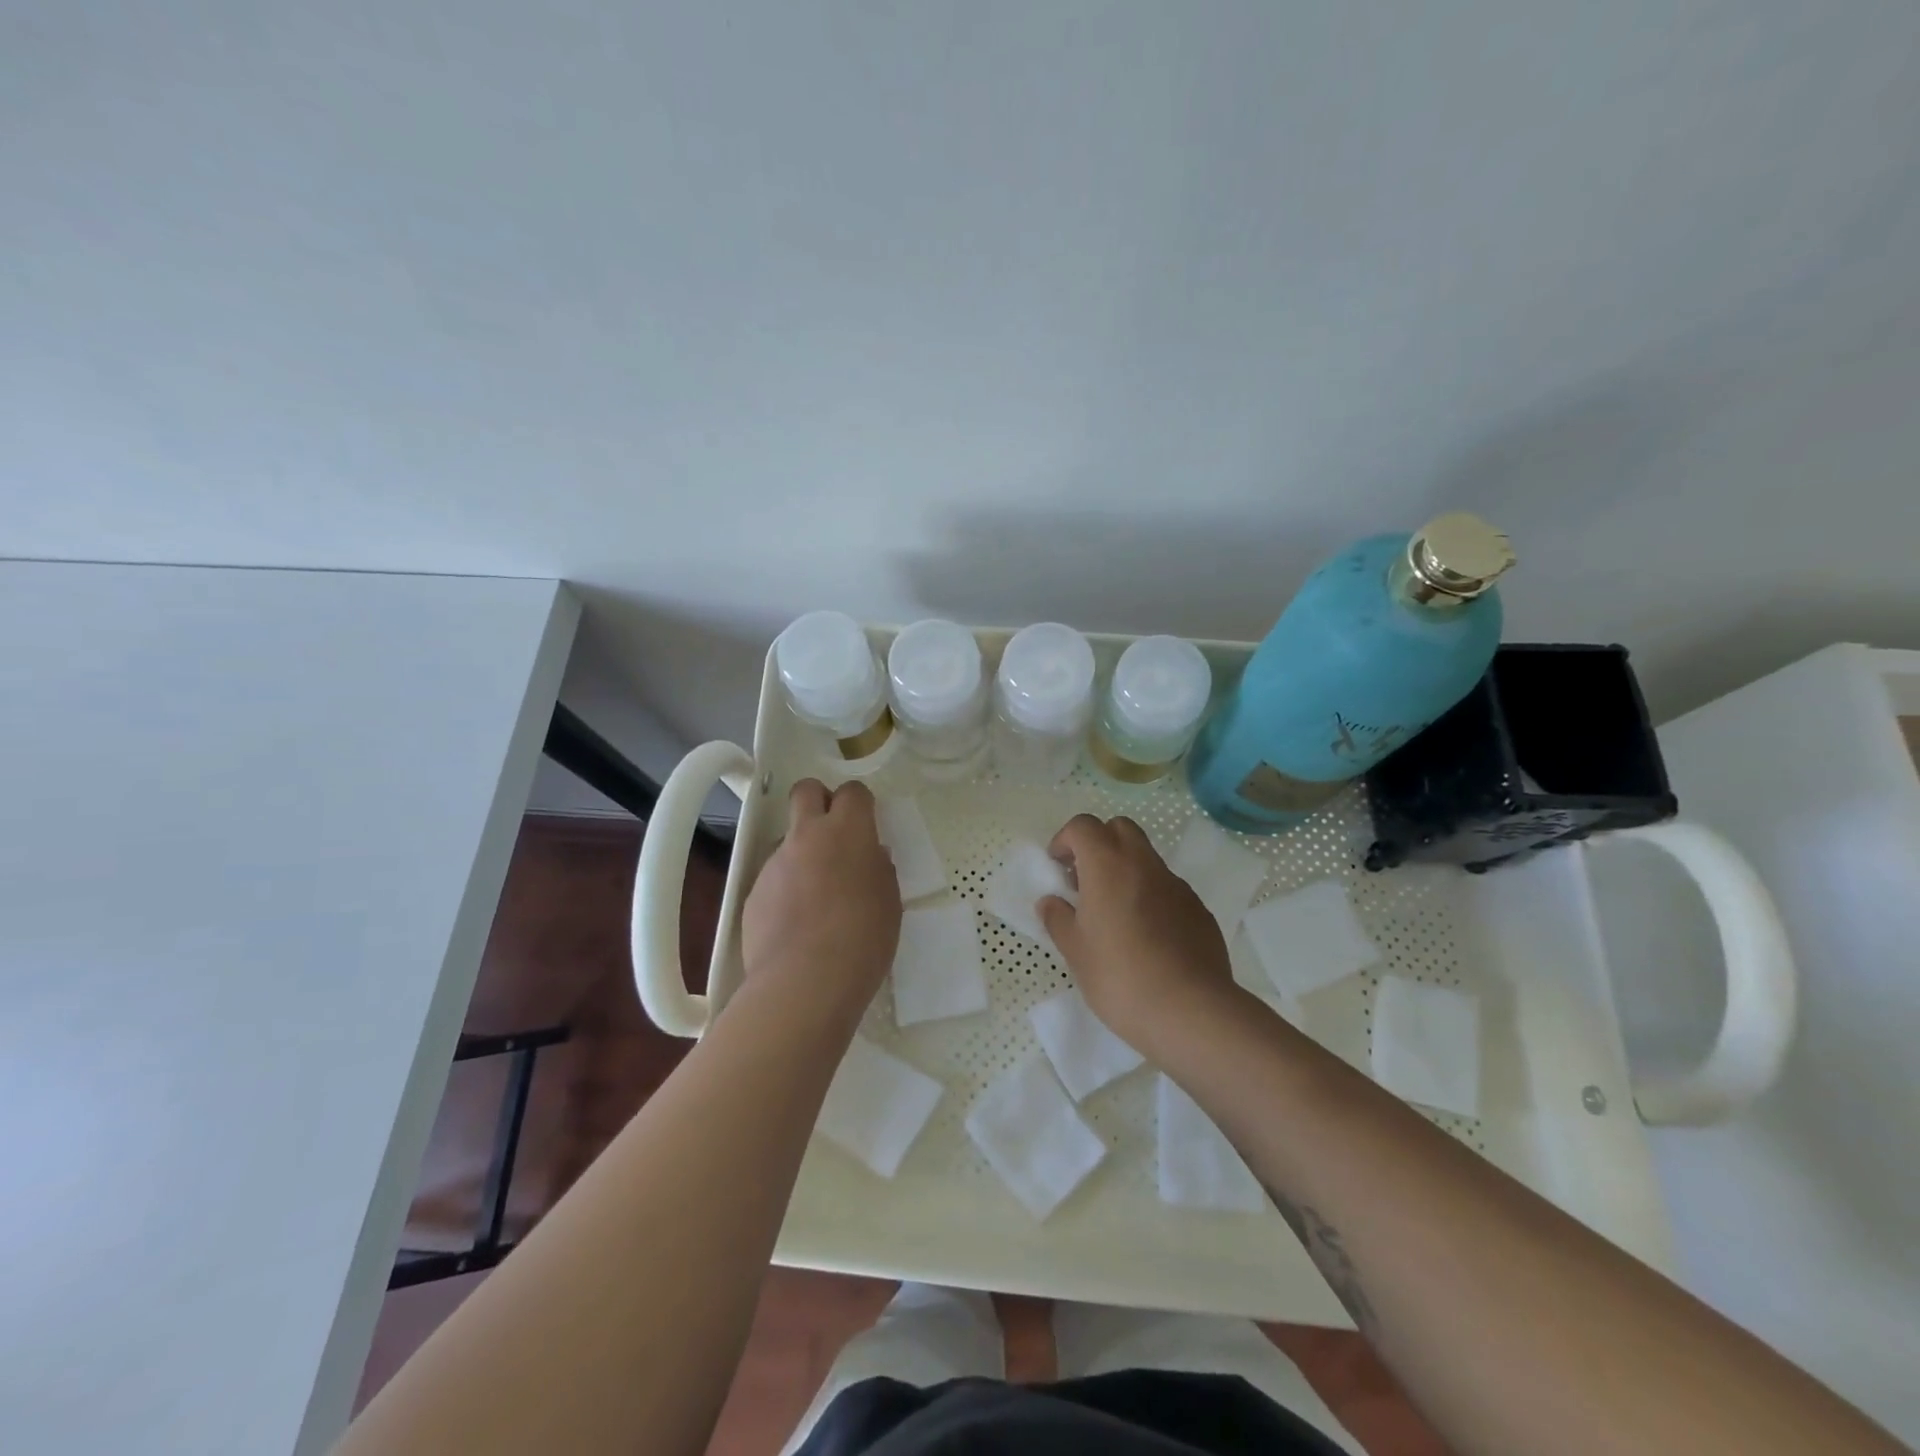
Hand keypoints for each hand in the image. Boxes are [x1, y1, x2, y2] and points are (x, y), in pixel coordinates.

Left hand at [740, 779, 900, 1011]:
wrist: (804, 982)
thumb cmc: (862, 939)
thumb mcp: (889, 902)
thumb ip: (878, 870)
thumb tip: (870, 857)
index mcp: (847, 832)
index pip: (853, 791)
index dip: (859, 803)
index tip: (866, 823)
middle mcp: (806, 836)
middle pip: (806, 790)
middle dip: (819, 800)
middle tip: (834, 833)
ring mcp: (775, 863)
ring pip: (788, 840)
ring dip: (803, 854)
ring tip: (817, 899)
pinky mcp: (754, 892)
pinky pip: (774, 878)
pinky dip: (786, 890)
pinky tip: (797, 924)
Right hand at [1038, 814, 1238, 1052]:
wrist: (1190, 1011)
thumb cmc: (1119, 976)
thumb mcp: (1075, 951)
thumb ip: (1058, 919)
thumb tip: (1050, 902)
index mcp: (1108, 865)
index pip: (1083, 826)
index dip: (1066, 840)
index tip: (1058, 868)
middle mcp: (1144, 864)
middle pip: (1120, 828)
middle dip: (1099, 843)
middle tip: (1085, 881)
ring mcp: (1177, 885)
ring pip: (1146, 858)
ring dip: (1125, 870)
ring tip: (1114, 914)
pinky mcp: (1198, 909)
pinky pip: (1168, 888)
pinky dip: (1150, 896)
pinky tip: (1147, 936)